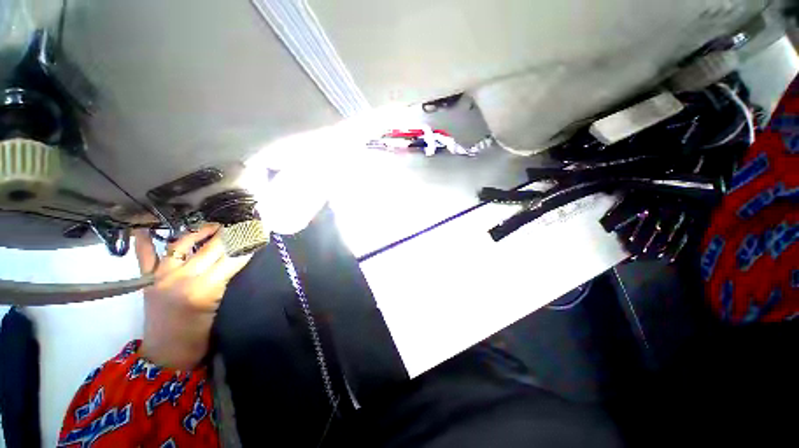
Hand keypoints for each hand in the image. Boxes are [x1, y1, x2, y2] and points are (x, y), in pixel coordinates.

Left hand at [133, 224, 252, 369]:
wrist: (167, 355)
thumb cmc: (202, 336)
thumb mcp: (225, 309)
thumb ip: (232, 281)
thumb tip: (246, 257)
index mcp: (203, 289)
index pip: (232, 258)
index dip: (247, 244)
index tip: (260, 231)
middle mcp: (180, 278)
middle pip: (211, 248)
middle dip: (231, 234)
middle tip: (245, 224)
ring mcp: (160, 277)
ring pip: (181, 245)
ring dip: (199, 232)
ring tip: (214, 226)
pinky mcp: (147, 280)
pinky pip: (145, 257)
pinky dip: (143, 242)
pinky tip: (144, 229)